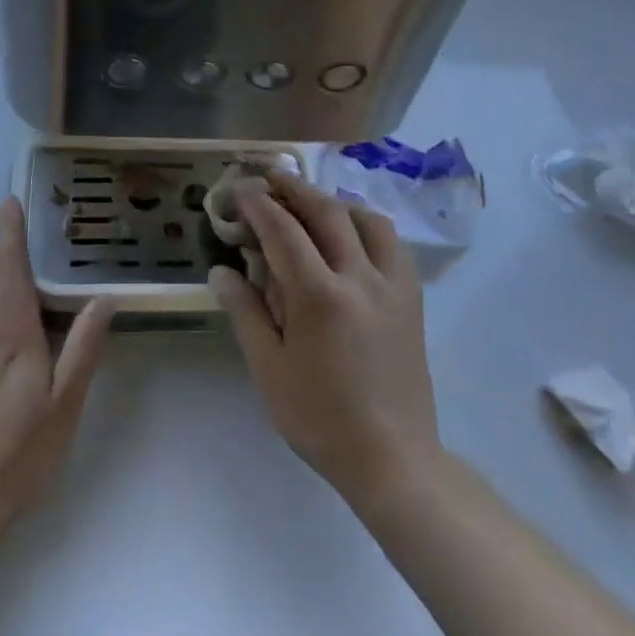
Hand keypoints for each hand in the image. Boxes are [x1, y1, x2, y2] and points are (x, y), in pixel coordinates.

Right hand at [210, 172, 439, 508]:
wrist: (392, 458)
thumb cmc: (319, 417)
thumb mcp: (269, 368)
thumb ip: (246, 312)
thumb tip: (222, 271)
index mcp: (320, 296)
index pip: (284, 231)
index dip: (259, 204)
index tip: (241, 189)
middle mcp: (360, 278)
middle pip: (327, 213)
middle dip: (295, 188)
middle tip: (271, 177)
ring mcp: (393, 286)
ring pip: (367, 220)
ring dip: (335, 202)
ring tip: (312, 203)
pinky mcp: (412, 299)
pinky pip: (392, 244)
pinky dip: (367, 225)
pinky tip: (352, 237)